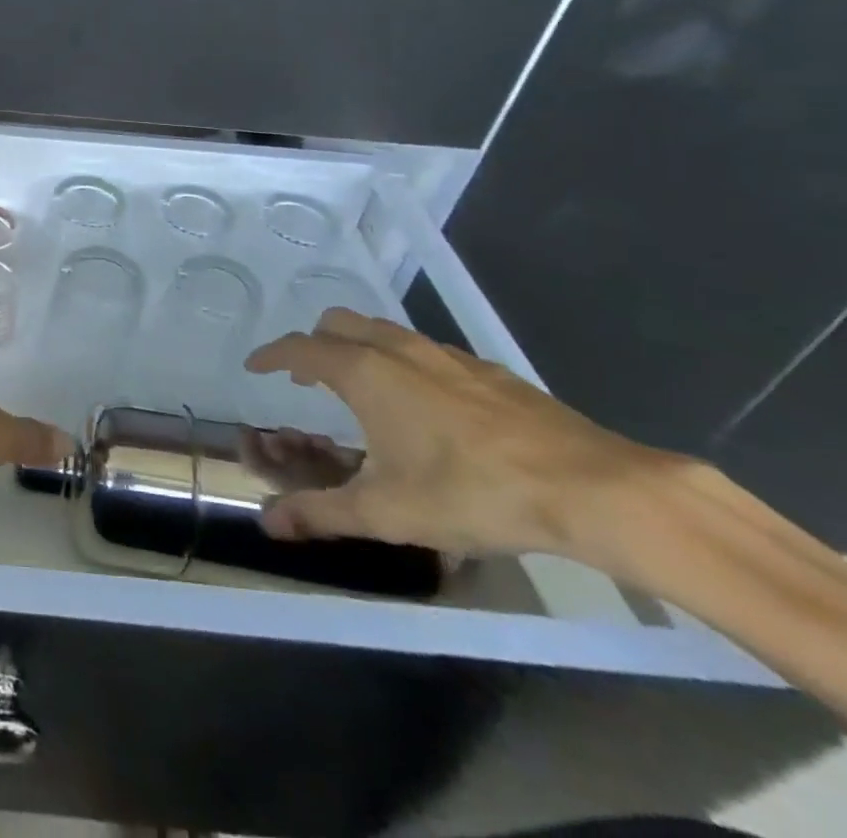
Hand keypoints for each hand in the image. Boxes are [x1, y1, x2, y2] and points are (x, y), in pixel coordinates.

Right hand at [246, 309, 679, 557]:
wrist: (590, 488)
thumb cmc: (471, 493)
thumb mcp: (386, 512)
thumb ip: (320, 513)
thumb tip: (267, 524)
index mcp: (364, 372)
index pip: (299, 347)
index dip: (271, 355)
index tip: (256, 367)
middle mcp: (398, 349)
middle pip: (338, 322)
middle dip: (313, 343)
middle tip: (307, 377)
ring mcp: (445, 354)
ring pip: (382, 330)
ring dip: (357, 347)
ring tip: (361, 388)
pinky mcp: (486, 370)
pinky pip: (424, 349)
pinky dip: (401, 361)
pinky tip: (424, 405)